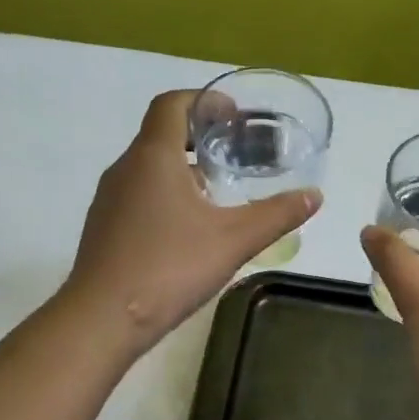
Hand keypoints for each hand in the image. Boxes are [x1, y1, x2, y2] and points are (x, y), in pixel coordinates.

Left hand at [65, 90, 320, 350]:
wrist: (103, 318)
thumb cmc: (170, 268)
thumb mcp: (234, 240)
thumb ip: (276, 215)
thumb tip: (314, 195)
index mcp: (154, 157)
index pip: (172, 104)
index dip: (204, 101)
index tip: (233, 115)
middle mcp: (125, 168)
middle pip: (161, 135)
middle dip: (199, 137)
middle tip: (235, 154)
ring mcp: (109, 200)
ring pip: (149, 168)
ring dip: (183, 170)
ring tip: (219, 193)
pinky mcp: (104, 228)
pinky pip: (139, 196)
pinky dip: (166, 196)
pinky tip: (188, 230)